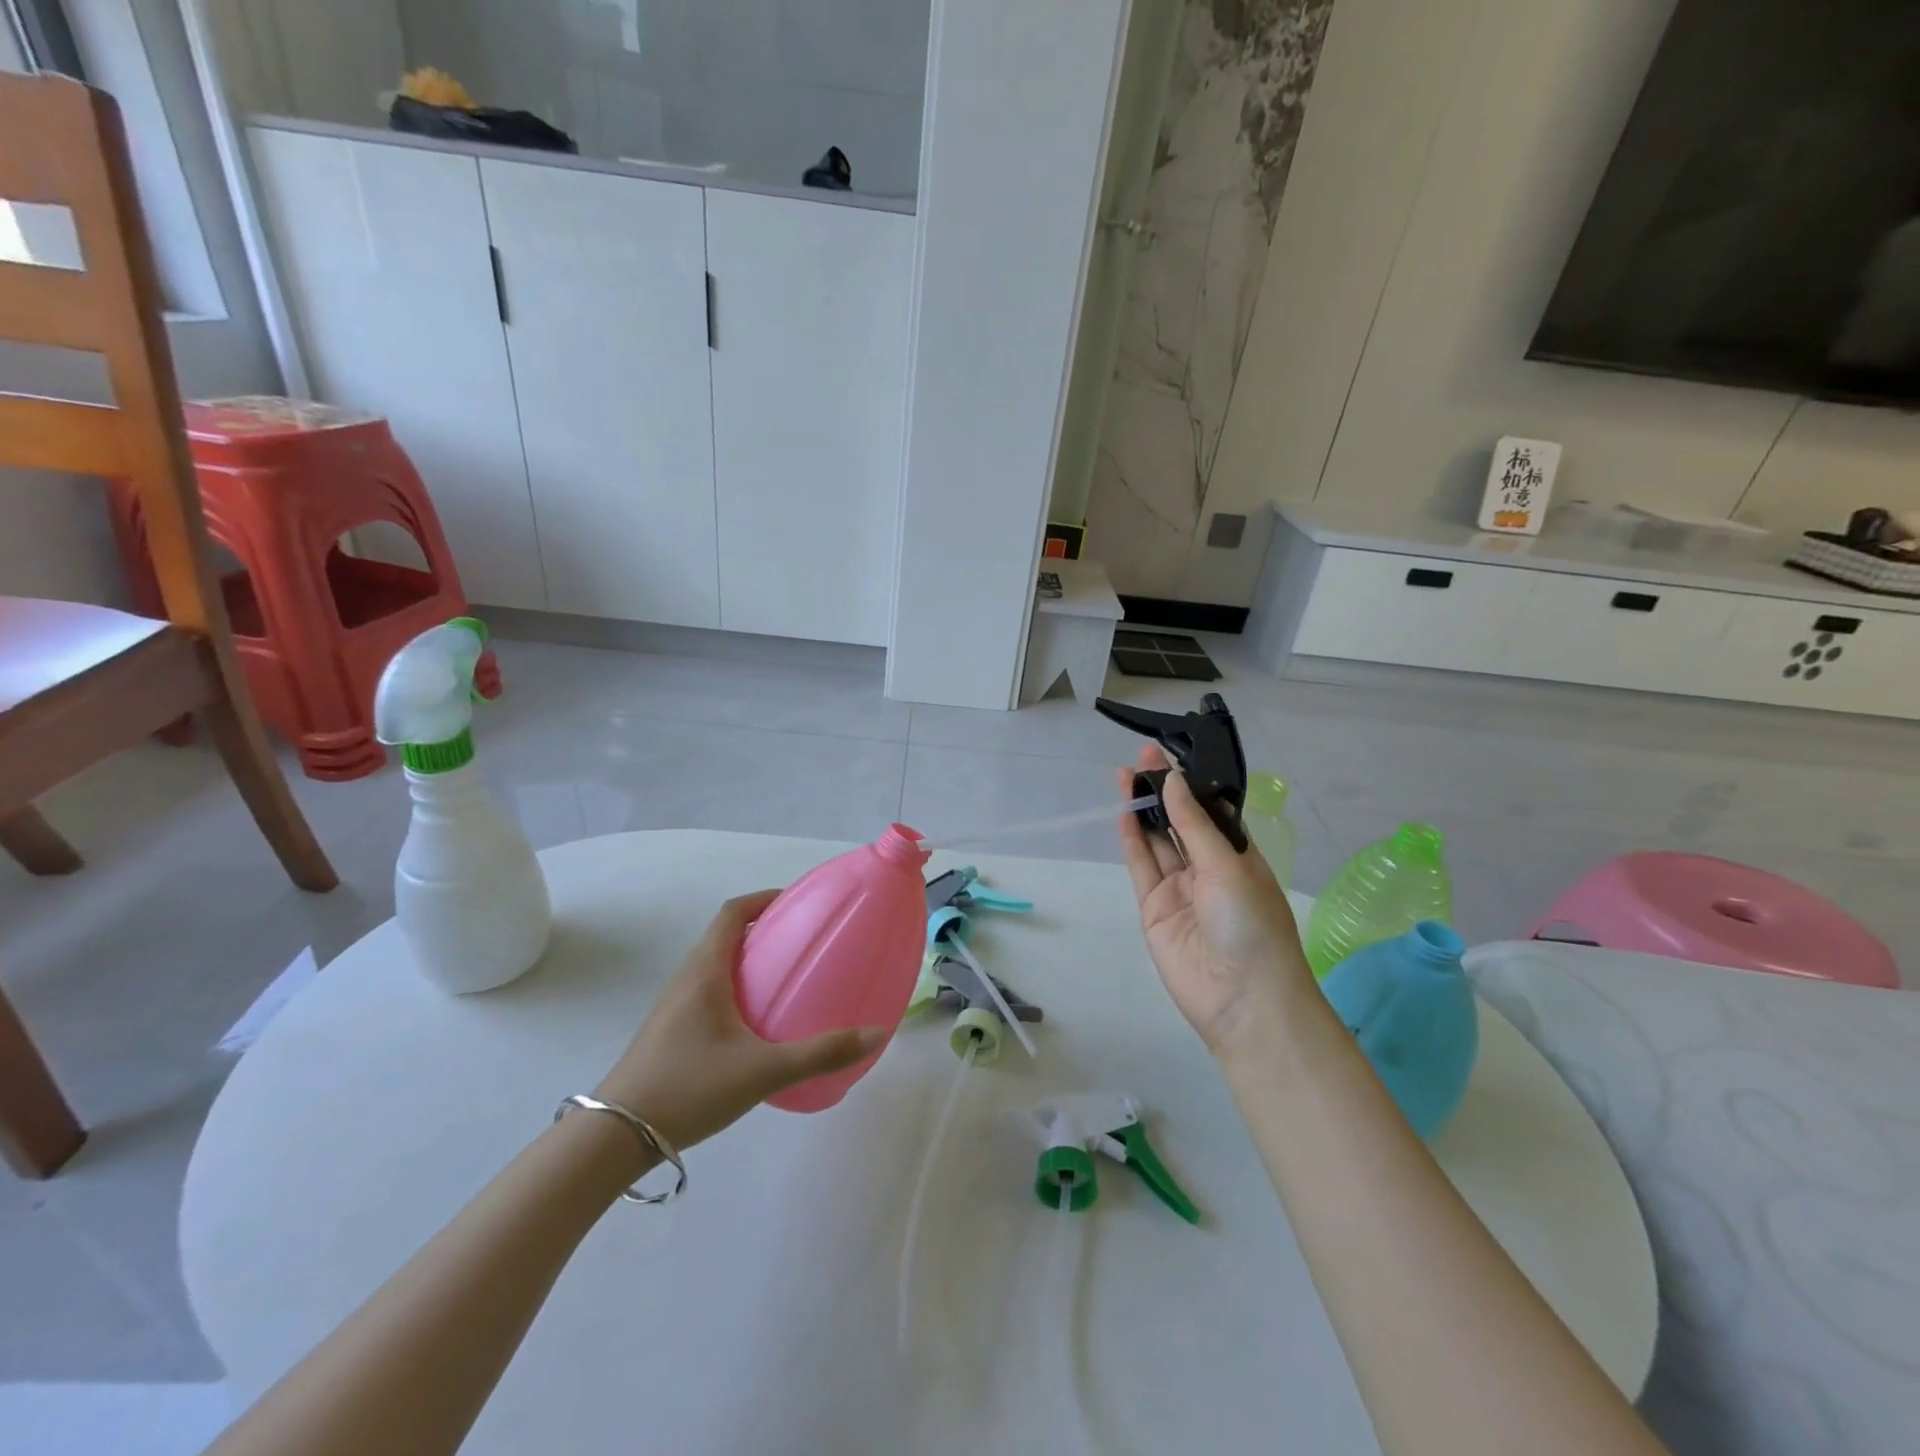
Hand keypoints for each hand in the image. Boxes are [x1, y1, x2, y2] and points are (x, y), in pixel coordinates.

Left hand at [595, 892, 884, 1149]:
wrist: (614, 1139)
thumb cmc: (688, 1088)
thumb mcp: (763, 1071)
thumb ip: (820, 1053)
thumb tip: (876, 1033)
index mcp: (704, 972)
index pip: (732, 913)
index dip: (762, 899)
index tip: (795, 903)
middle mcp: (686, 980)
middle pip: (723, 936)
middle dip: (761, 931)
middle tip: (800, 943)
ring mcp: (672, 1008)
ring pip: (713, 967)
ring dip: (746, 961)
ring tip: (783, 980)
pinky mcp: (668, 1033)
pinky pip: (706, 993)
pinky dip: (734, 990)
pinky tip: (755, 1026)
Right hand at [1118, 746, 1314, 1056]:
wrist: (1242, 998)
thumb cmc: (1251, 923)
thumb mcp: (1227, 865)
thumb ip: (1193, 824)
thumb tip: (1173, 780)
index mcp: (1238, 855)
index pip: (1211, 811)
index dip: (1191, 784)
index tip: (1171, 755)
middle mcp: (1208, 868)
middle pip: (1180, 822)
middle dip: (1164, 790)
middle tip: (1142, 756)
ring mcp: (1179, 888)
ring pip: (1157, 840)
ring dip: (1144, 809)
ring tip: (1126, 773)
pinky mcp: (1154, 907)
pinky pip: (1142, 866)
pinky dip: (1132, 839)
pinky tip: (1123, 811)